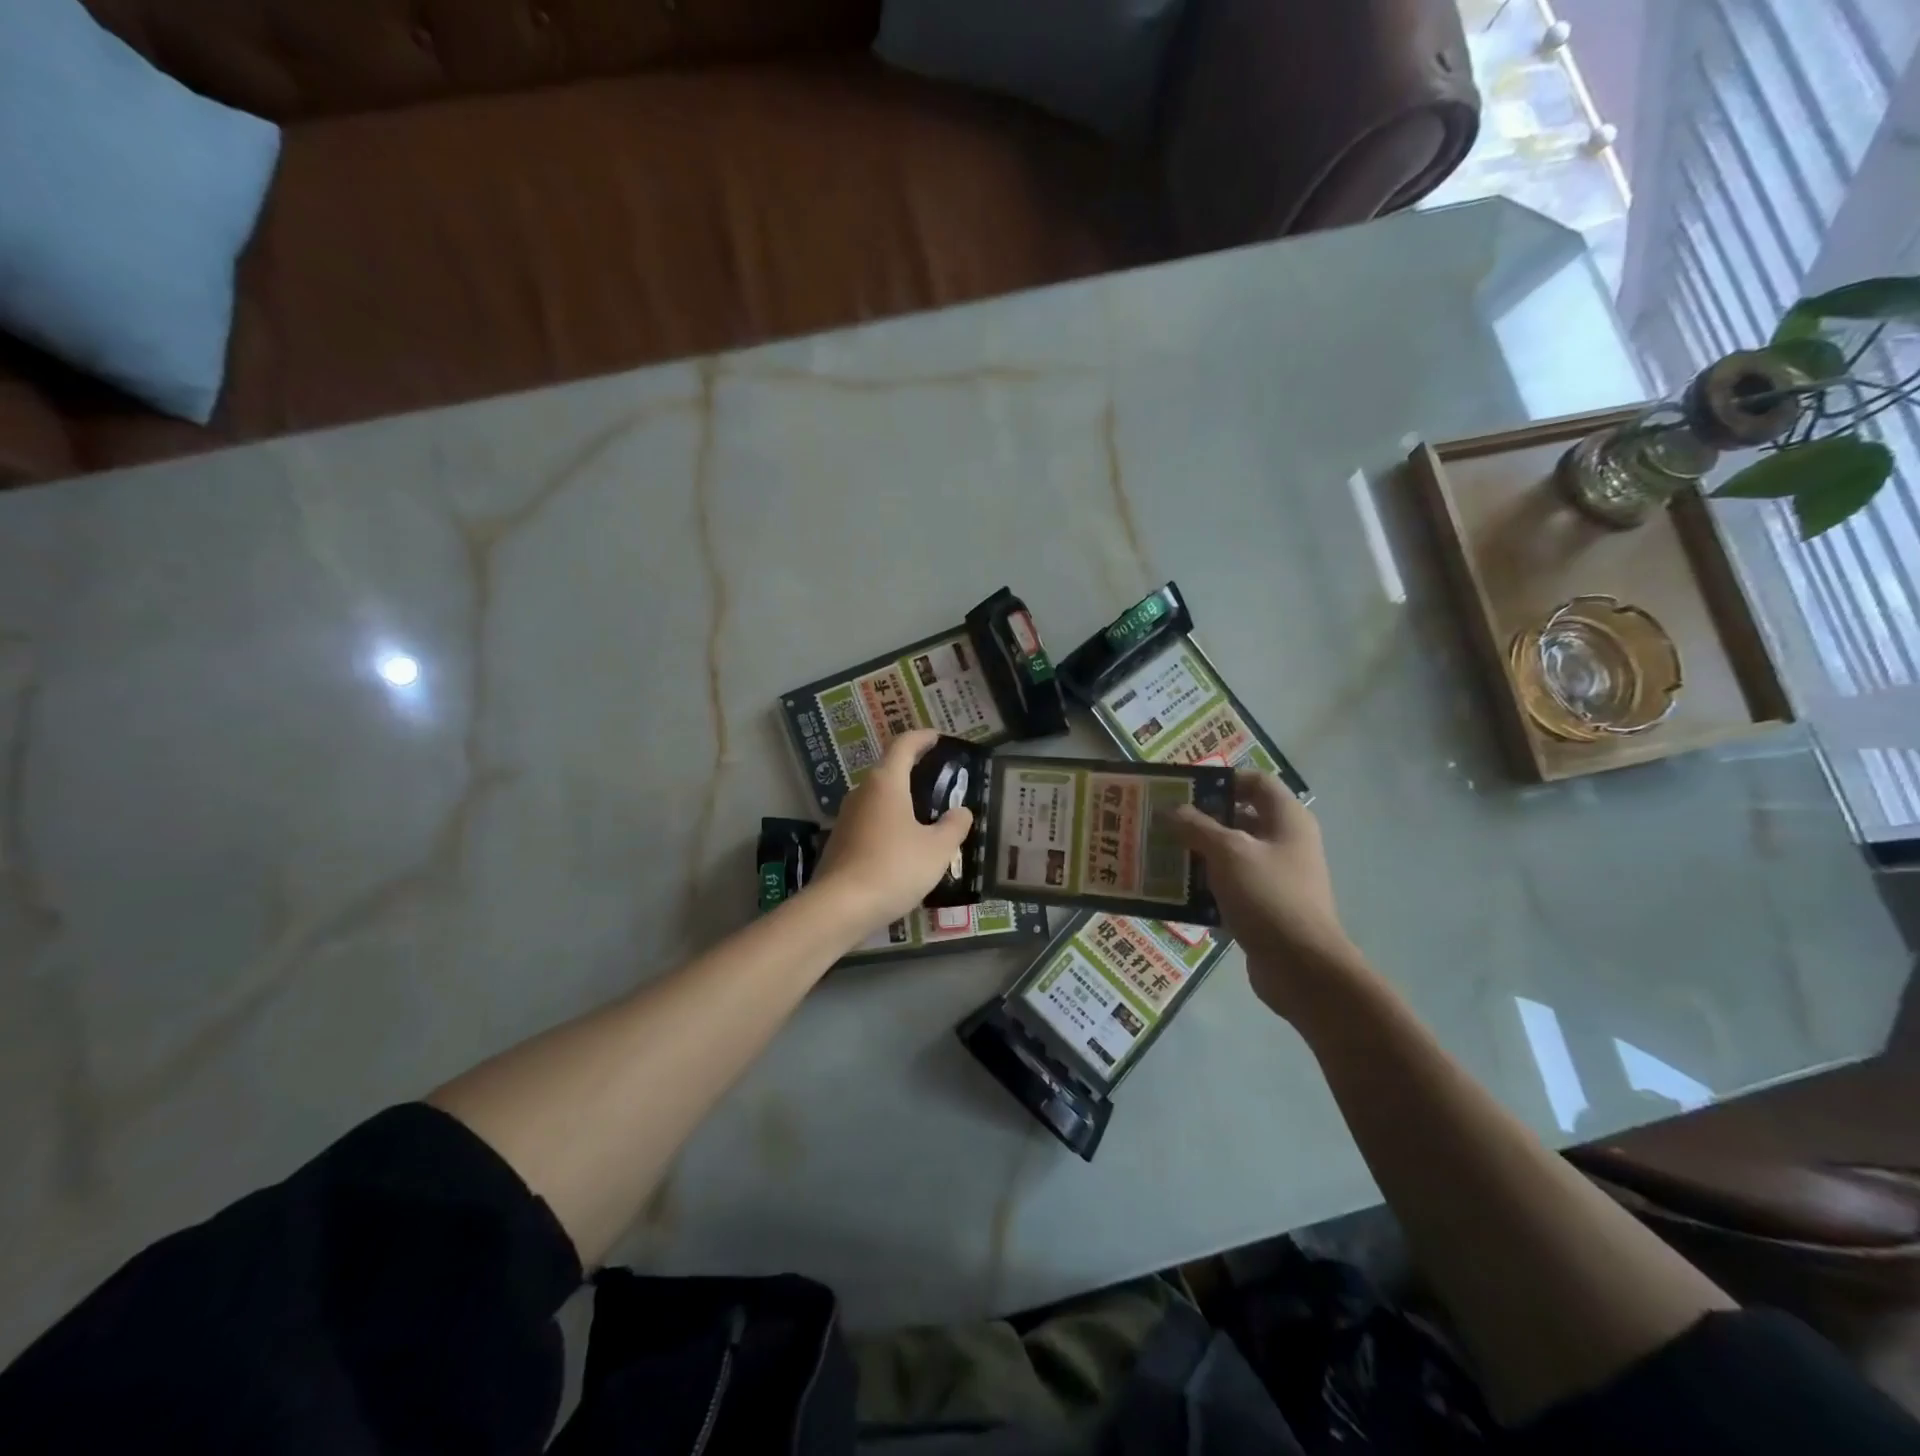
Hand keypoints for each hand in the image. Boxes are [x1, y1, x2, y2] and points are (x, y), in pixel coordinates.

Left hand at [812, 730, 975, 934]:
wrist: (840, 907)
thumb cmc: (894, 868)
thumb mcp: (937, 849)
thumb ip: (954, 826)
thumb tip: (961, 811)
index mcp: (886, 782)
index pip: (904, 744)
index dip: (922, 737)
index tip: (938, 738)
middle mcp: (862, 792)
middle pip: (889, 769)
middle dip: (914, 770)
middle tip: (941, 781)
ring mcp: (847, 817)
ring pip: (879, 797)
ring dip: (902, 799)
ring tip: (928, 816)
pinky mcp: (840, 841)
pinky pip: (870, 821)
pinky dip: (890, 822)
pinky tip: (905, 845)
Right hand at [1170, 773, 1363, 1019]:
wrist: (1302, 968)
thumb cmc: (1268, 896)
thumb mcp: (1227, 853)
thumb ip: (1196, 826)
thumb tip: (1171, 809)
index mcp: (1287, 820)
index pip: (1256, 782)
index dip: (1222, 780)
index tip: (1185, 790)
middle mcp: (1285, 842)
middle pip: (1239, 818)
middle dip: (1200, 819)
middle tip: (1163, 821)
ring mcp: (1276, 877)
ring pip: (1231, 854)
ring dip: (1198, 854)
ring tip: (1162, 854)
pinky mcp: (1264, 906)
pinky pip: (1230, 886)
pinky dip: (1205, 886)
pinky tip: (1177, 891)